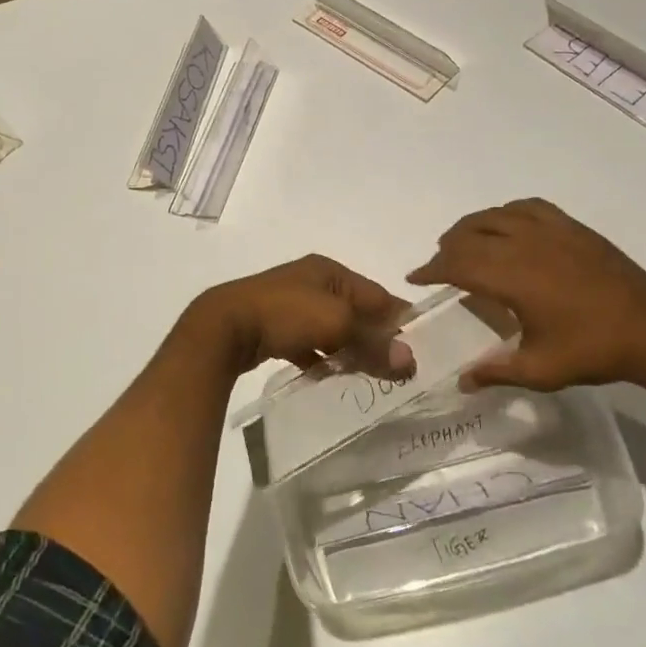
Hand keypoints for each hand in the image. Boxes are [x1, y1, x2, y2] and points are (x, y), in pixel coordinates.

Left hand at [180, 254, 408, 377]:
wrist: (225, 326)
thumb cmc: (286, 314)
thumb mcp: (337, 324)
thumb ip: (373, 342)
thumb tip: (410, 361)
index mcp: (329, 271)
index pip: (377, 294)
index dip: (399, 318)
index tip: (420, 346)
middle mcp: (311, 282)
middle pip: (355, 311)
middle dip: (375, 337)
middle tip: (396, 367)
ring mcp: (290, 304)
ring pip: (332, 329)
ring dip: (349, 349)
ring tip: (368, 375)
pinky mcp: (273, 327)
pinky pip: (308, 343)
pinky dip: (321, 357)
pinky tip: (329, 375)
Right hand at [407, 198, 645, 389]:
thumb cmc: (594, 351)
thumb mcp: (541, 371)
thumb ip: (496, 372)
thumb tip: (461, 381)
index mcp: (513, 277)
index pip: (457, 263)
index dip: (431, 269)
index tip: (415, 277)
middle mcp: (525, 244)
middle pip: (470, 234)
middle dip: (447, 248)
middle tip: (440, 267)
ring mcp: (550, 230)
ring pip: (495, 215)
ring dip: (471, 227)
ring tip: (465, 244)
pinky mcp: (572, 227)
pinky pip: (527, 207)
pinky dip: (506, 213)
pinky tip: (507, 226)